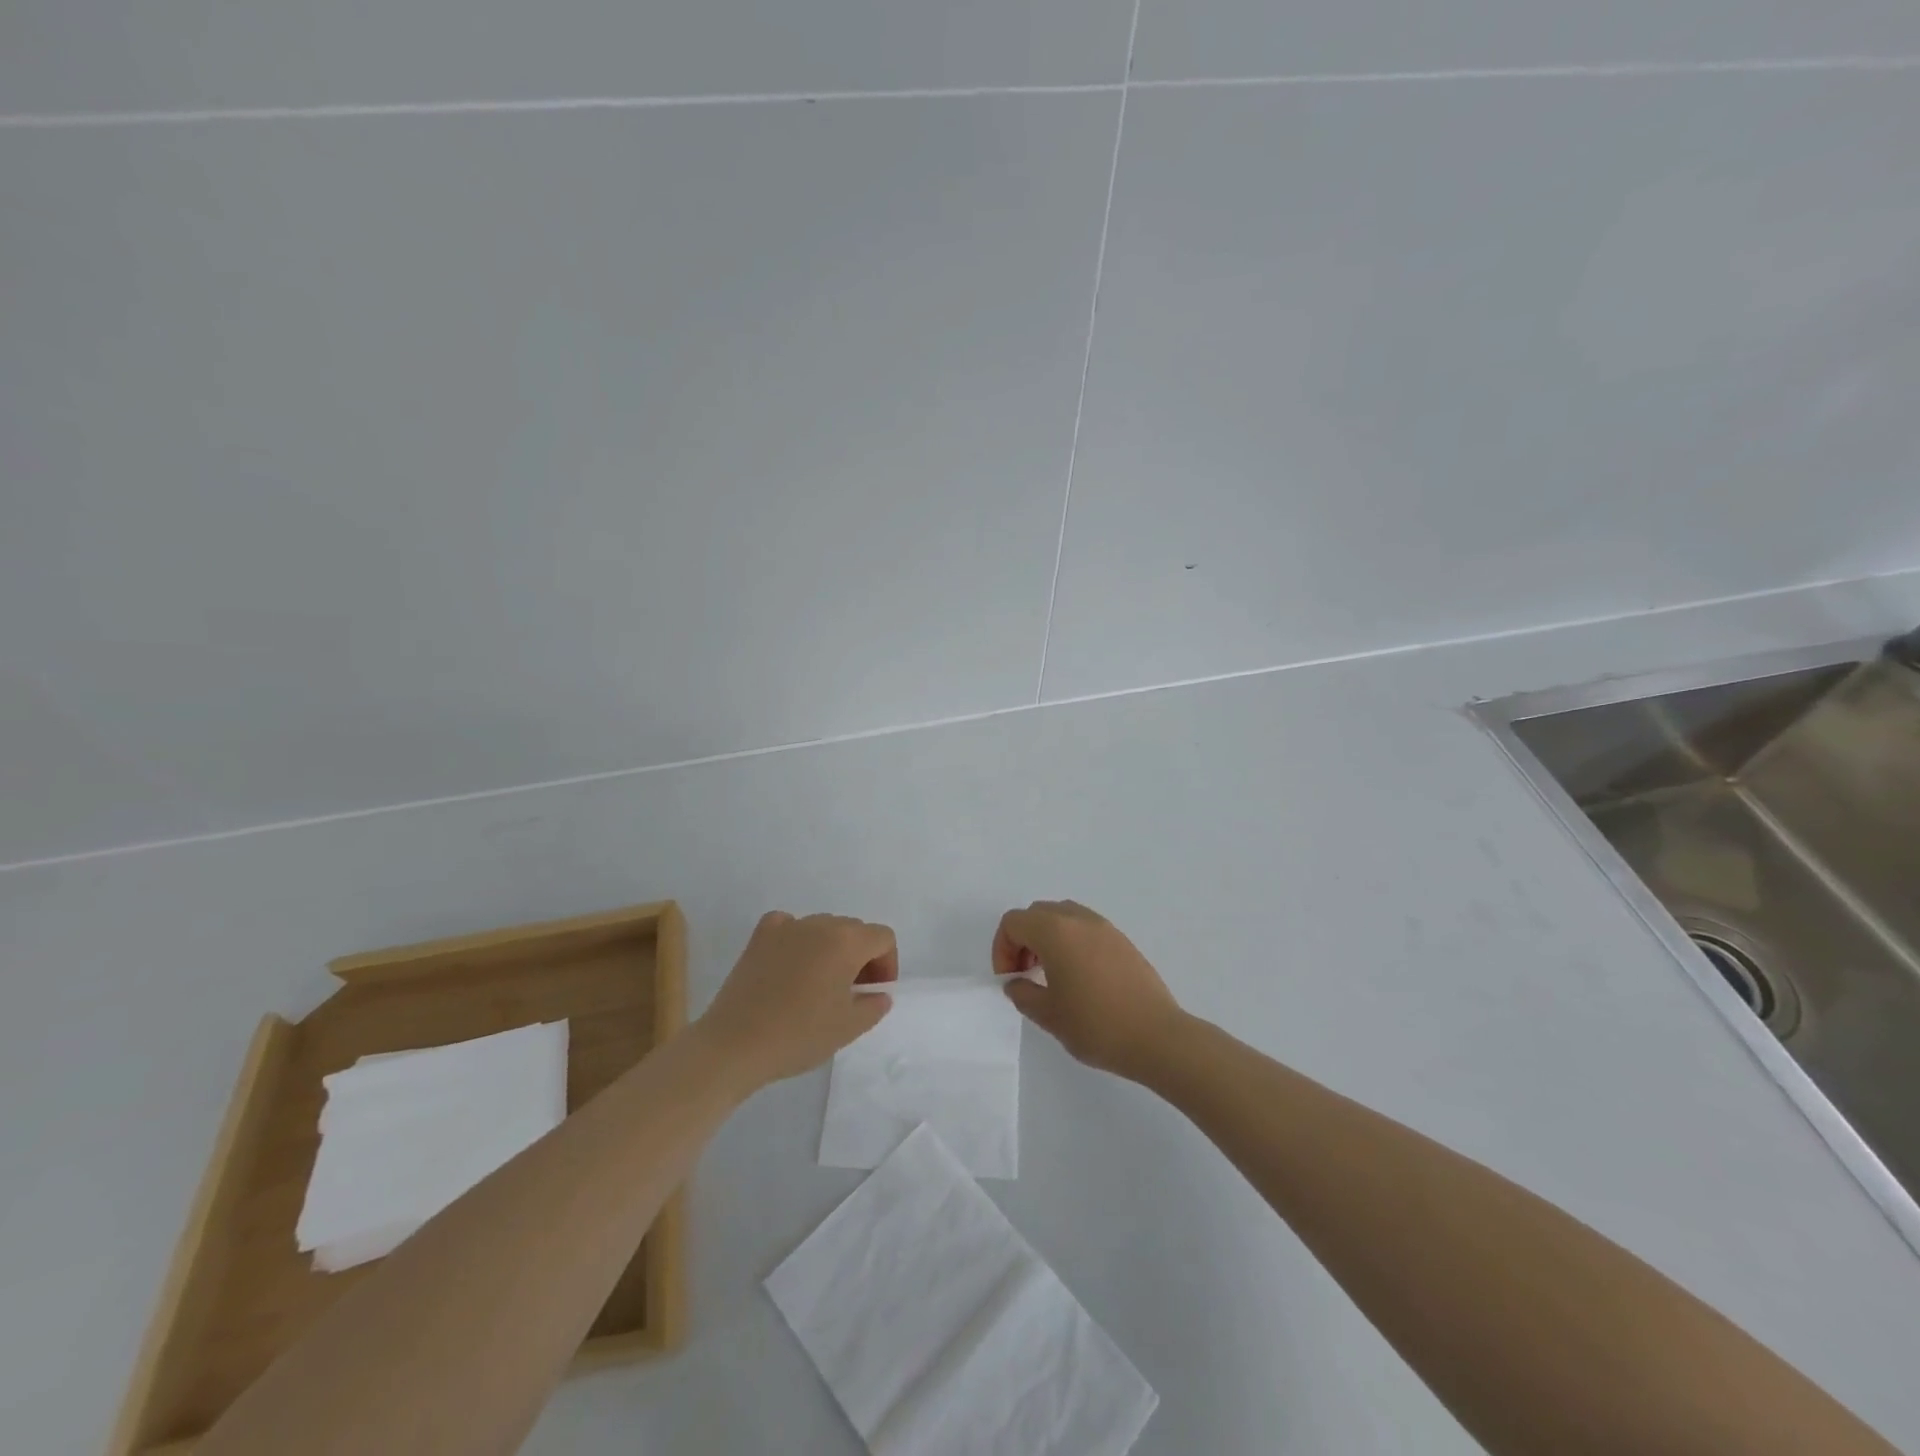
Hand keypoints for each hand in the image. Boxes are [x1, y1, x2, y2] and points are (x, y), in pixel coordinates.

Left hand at [698, 912, 896, 1088]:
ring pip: (823, 927)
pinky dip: (797, 939)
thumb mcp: (848, 1027)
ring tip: (819, 984)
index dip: (887, 964)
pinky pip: (789, 925)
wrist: (735, 1044)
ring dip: (831, 949)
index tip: (874, 993)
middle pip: (854, 930)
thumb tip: (877, 993)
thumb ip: (874, 1005)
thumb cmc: (799, 1035)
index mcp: (846, 942)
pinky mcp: (759, 936)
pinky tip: (791, 964)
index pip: (882, 937)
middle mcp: (819, 924)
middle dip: (861, 957)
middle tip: (851, 992)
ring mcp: (786, 926)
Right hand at [993, 900, 1185, 1081]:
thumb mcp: (1048, 1015)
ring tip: (1050, 974)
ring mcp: (1104, 927)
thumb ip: (1023, 993)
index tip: (1010, 979)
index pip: (1014, 922)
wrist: (1157, 1037)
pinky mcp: (1122, 940)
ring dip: (1047, 937)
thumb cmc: (1096, 1025)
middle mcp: (1079, 919)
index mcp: (1055, 932)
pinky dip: (1071, 941)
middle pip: (1037, 913)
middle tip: (1025, 974)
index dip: (1002, 948)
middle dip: (1023, 939)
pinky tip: (1079, 977)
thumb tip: (1016, 983)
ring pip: (1062, 916)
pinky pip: (1085, 927)